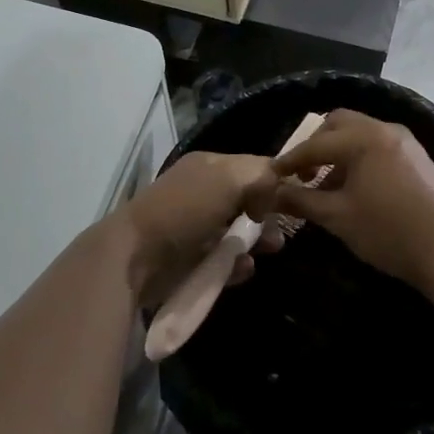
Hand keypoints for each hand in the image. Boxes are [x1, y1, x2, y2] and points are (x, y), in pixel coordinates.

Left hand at [110, 152, 279, 306]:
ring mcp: (196, 227)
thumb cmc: (184, 209)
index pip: (253, 166)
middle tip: (283, 230)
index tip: (299, 195)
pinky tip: (244, 268)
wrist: (135, 257)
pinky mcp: (191, 260)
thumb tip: (273, 196)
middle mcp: (204, 192)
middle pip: (248, 200)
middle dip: (269, 214)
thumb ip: (261, 177)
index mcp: (210, 165)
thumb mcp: (229, 178)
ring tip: (271, 249)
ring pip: (239, 232)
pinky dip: (237, 265)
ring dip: (257, 240)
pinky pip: (225, 260)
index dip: (276, 179)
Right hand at [272, 110, 433, 289]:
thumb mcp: (338, 217)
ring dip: (339, 151)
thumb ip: (302, 201)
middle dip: (316, 145)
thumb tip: (273, 195)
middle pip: (339, 123)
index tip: (272, 175)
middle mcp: (384, 129)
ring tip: (328, 186)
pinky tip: (356, 188)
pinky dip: (360, 157)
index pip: (316, 144)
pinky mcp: (418, 156)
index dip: (290, 160)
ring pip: (361, 133)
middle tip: (303, 173)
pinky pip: (378, 145)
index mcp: (364, 138)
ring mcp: (405, 141)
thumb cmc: (388, 231)